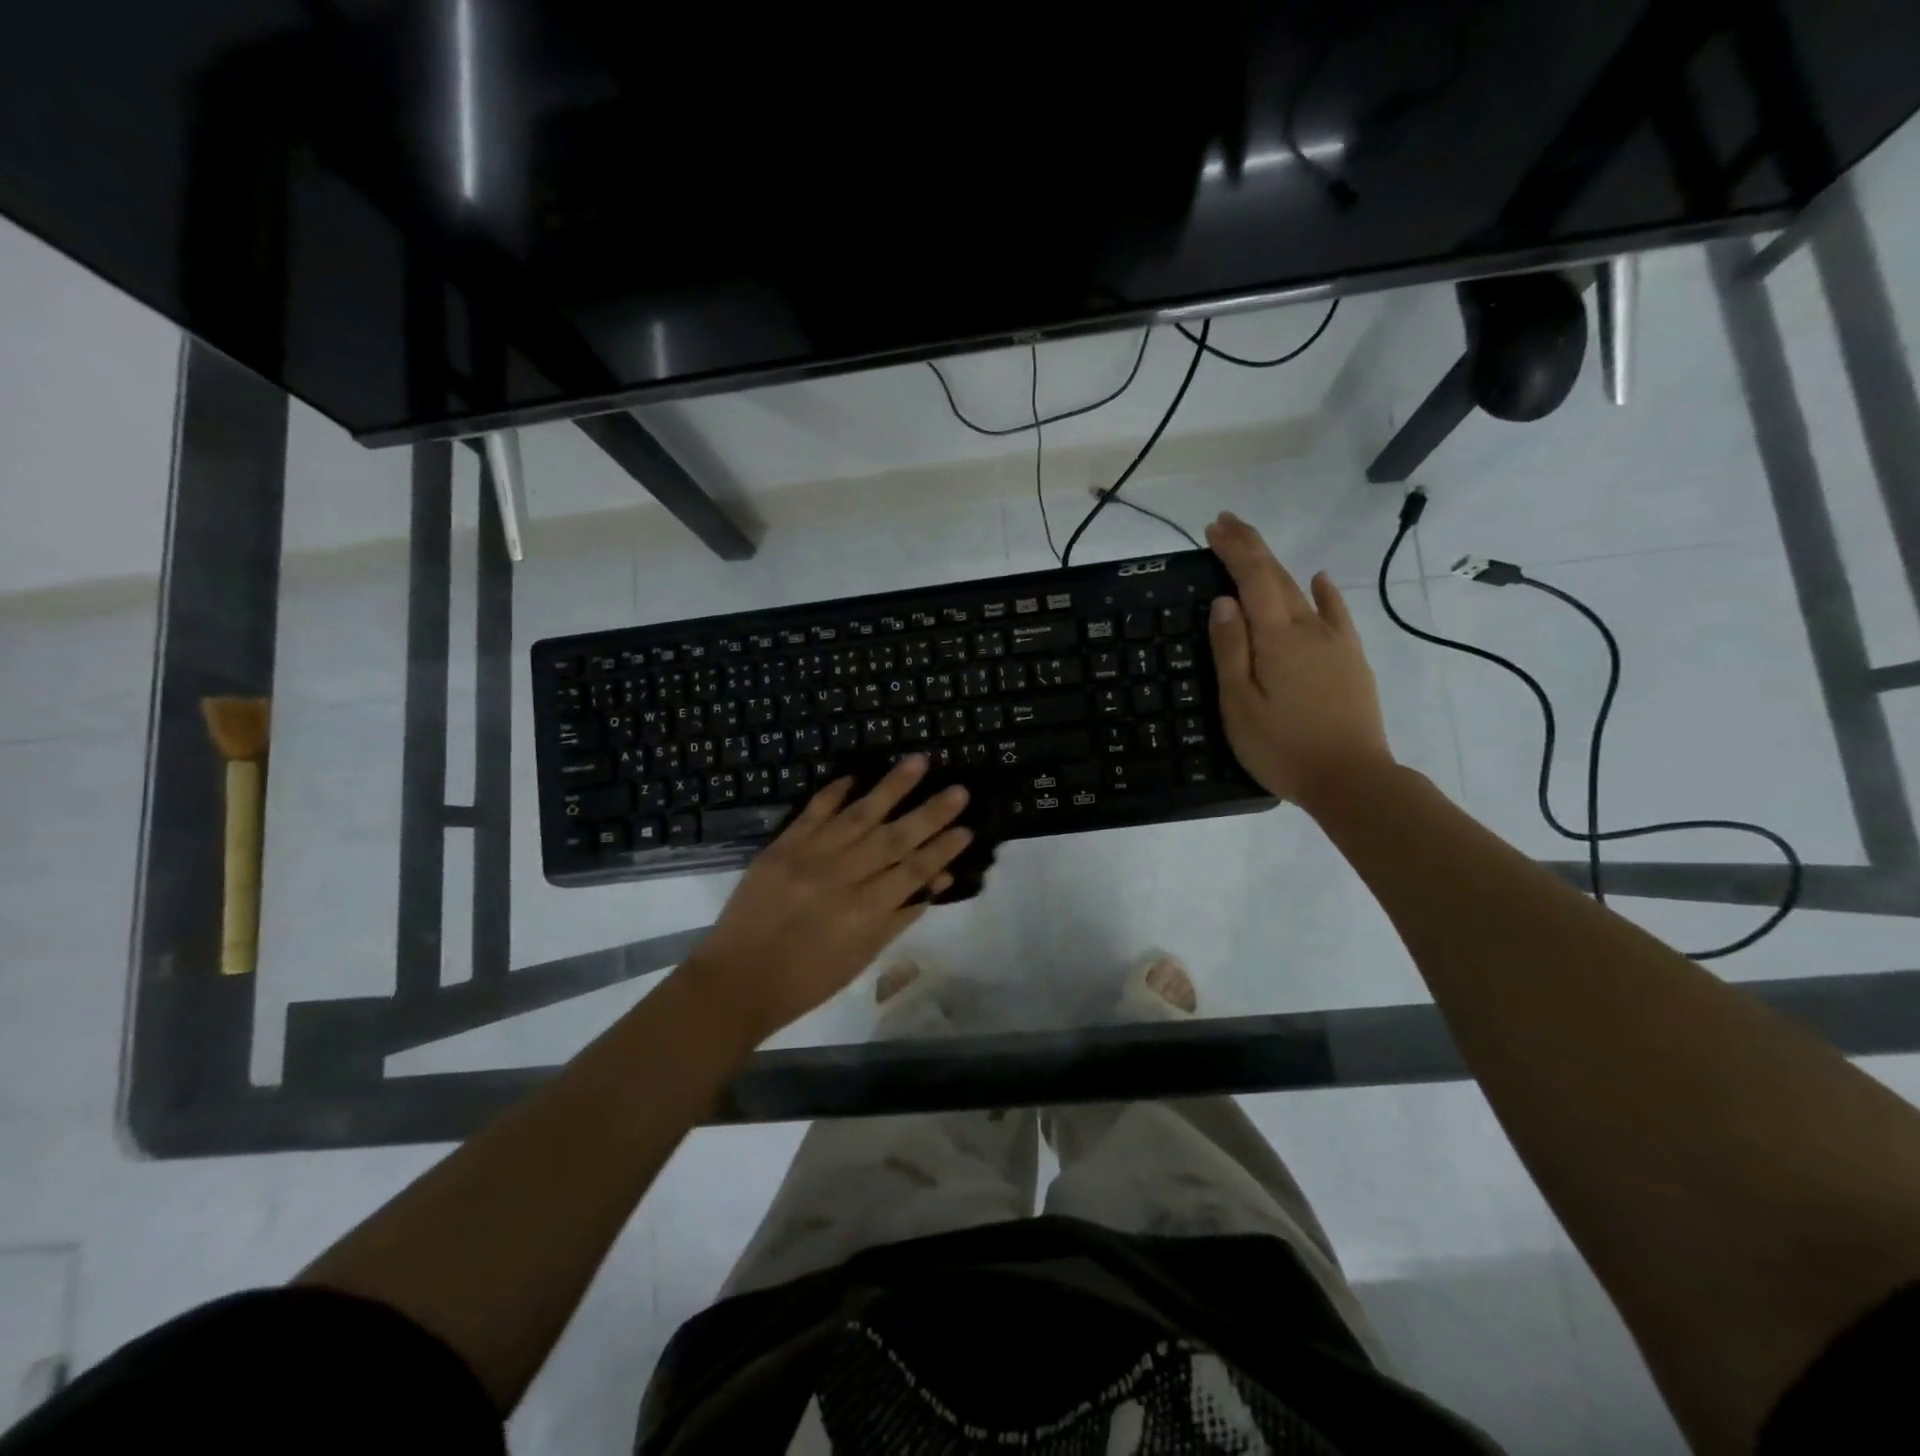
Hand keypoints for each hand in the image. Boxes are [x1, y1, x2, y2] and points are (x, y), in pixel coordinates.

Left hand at [683, 756, 972, 1045]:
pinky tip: (856, 776)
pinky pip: (812, 812)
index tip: (967, 828)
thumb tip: (936, 881)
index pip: (913, 872)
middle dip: (930, 813)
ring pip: (858, 815)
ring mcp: (808, 857)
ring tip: (918, 762)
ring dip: (891, 787)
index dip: (942, 850)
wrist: (735, 980)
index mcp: (863, 913)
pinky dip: (834, 793)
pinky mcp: (780, 847)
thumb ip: (898, 917)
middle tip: (959, 790)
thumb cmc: (806, 981)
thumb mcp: (860, 957)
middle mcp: (841, 878)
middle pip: (893, 838)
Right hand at [1205, 511, 1394, 805]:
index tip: (1212, 528)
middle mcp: (1309, 628)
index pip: (1253, 578)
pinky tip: (1320, 579)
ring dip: (1276, 566)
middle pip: (1278, 576)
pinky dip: (1325, 592)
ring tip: (1253, 550)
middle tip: (1224, 524)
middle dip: (1250, 547)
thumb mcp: (1240, 705)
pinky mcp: (1351, 659)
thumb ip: (1231, 650)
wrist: (1352, 779)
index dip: (1234, 549)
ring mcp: (1336, 642)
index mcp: (1277, 638)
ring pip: (1302, 591)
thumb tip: (1225, 602)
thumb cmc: (1283, 748)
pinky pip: (1337, 613)